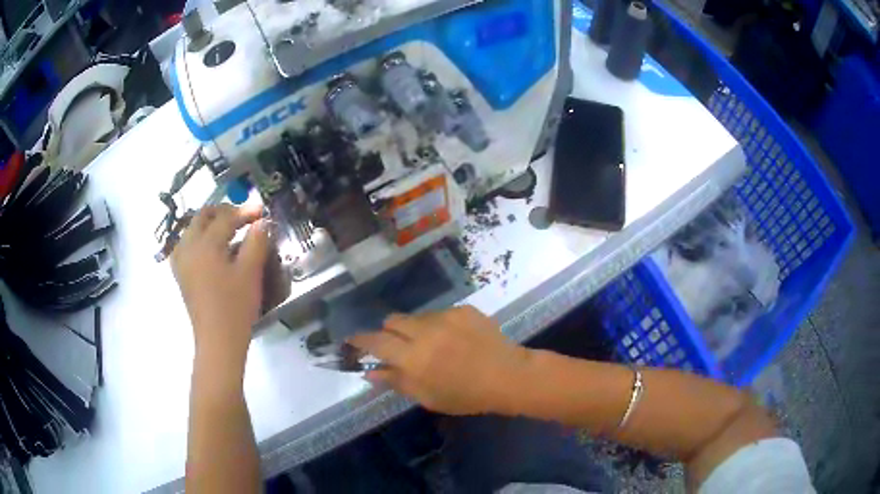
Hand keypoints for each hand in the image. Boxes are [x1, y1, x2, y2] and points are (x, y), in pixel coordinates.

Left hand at [171, 204, 268, 365]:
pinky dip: (199, 239)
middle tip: (242, 218)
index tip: (261, 210)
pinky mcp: (181, 274)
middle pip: (202, 217)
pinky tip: (210, 249)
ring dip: (209, 224)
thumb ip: (256, 242)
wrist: (218, 341)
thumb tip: (261, 222)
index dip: (245, 211)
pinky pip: (186, 245)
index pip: (225, 218)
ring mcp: (181, 261)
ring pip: (192, 229)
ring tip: (227, 231)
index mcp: (205, 244)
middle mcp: (188, 247)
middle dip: (223, 212)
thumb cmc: (235, 306)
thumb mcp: (250, 272)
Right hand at [348, 306, 531, 415]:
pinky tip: (455, 340)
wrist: (508, 376)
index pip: (375, 342)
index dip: (360, 340)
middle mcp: (424, 331)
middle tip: (399, 348)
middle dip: (388, 333)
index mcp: (413, 357)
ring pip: (416, 317)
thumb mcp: (427, 396)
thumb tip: (369, 372)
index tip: (352, 341)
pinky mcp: (462, 310)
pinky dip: (439, 326)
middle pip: (392, 321)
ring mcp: (445, 317)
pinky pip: (440, 315)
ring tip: (434, 346)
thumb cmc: (466, 395)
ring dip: (414, 329)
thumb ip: (396, 381)